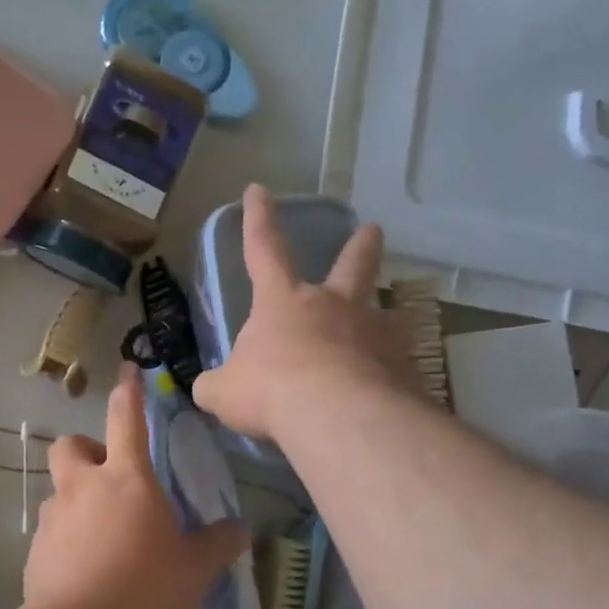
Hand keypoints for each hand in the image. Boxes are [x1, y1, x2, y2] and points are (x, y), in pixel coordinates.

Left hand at [25, 365, 250, 608]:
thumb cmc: (144, 587)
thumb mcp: (194, 568)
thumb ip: (218, 544)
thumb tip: (242, 530)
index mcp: (126, 478)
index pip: (126, 417)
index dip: (128, 390)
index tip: (128, 370)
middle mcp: (84, 486)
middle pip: (71, 444)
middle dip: (86, 450)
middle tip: (109, 477)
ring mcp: (54, 516)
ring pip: (59, 489)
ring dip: (77, 499)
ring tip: (102, 534)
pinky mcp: (35, 549)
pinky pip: (52, 530)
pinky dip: (67, 538)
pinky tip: (85, 569)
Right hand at [191, 183, 413, 440]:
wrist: (338, 417)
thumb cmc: (271, 391)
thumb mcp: (225, 392)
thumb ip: (216, 386)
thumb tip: (207, 389)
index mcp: (283, 302)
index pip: (264, 249)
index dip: (258, 219)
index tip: (258, 190)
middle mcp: (333, 306)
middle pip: (351, 265)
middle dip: (361, 245)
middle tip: (373, 230)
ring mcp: (373, 332)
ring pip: (383, 313)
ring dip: (383, 317)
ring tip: (386, 328)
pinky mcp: (402, 365)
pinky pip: (395, 363)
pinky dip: (390, 372)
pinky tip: (390, 392)